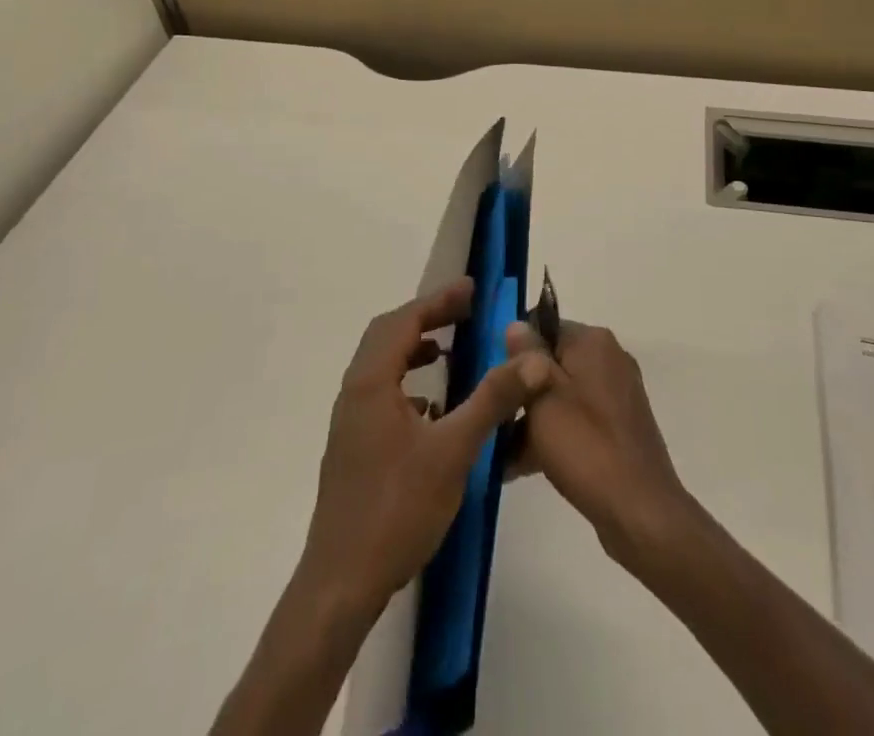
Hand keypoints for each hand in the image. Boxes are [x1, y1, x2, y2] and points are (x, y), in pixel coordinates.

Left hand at [298, 277, 552, 621]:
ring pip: (382, 365)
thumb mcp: (453, 450)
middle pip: (388, 334)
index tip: (472, 290)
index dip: (439, 300)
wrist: (341, 583)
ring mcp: (350, 421)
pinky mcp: (352, 447)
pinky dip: (407, 382)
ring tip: (449, 349)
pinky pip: (380, 393)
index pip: (405, 320)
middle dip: (427, 317)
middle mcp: (354, 392)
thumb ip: (492, 400)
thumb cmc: (397, 509)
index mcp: (371, 382)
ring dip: (414, 348)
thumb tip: (532, 360)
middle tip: (465, 312)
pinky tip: (433, 407)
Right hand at [505, 319, 695, 567]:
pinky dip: (553, 435)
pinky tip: (521, 466)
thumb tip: (515, 325)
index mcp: (593, 341)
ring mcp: (617, 394)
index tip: (495, 381)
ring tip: (499, 452)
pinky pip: (577, 419)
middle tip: (493, 418)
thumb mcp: (543, 397)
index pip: (543, 326)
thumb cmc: (585, 446)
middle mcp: (609, 358)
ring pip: (561, 394)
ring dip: (532, 418)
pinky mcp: (619, 427)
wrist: (640, 512)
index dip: (515, 351)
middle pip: (551, 361)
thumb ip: (525, 357)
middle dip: (521, 390)